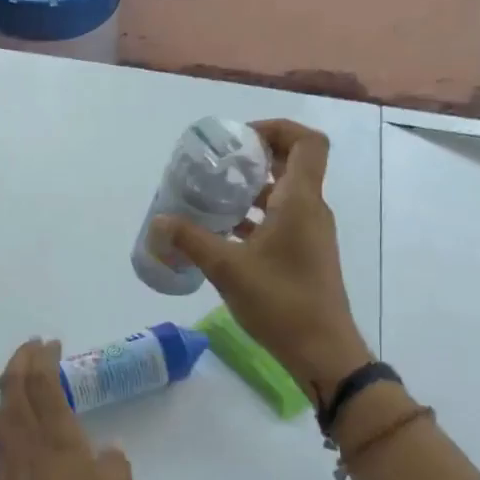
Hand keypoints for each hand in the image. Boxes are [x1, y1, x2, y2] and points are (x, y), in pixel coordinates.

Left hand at [0, 339, 140, 479]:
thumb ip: (115, 465)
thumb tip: (104, 452)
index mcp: (57, 439)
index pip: (42, 383)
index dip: (43, 357)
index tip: (51, 343)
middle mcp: (26, 443)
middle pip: (11, 389)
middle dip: (19, 361)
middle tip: (32, 347)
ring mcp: (10, 463)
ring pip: (1, 410)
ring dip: (9, 385)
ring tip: (22, 376)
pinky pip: (1, 433)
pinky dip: (8, 411)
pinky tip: (19, 419)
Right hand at [154, 118, 370, 395]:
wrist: (321, 350)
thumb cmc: (280, 302)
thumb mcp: (227, 269)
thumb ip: (190, 241)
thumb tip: (158, 222)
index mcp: (300, 201)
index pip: (306, 142)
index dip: (276, 129)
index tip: (239, 139)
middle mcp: (310, 210)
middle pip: (292, 164)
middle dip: (254, 157)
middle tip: (216, 163)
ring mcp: (310, 234)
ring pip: (283, 195)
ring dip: (251, 189)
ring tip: (211, 195)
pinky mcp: (304, 255)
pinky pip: (280, 221)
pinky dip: (254, 217)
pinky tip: (221, 233)